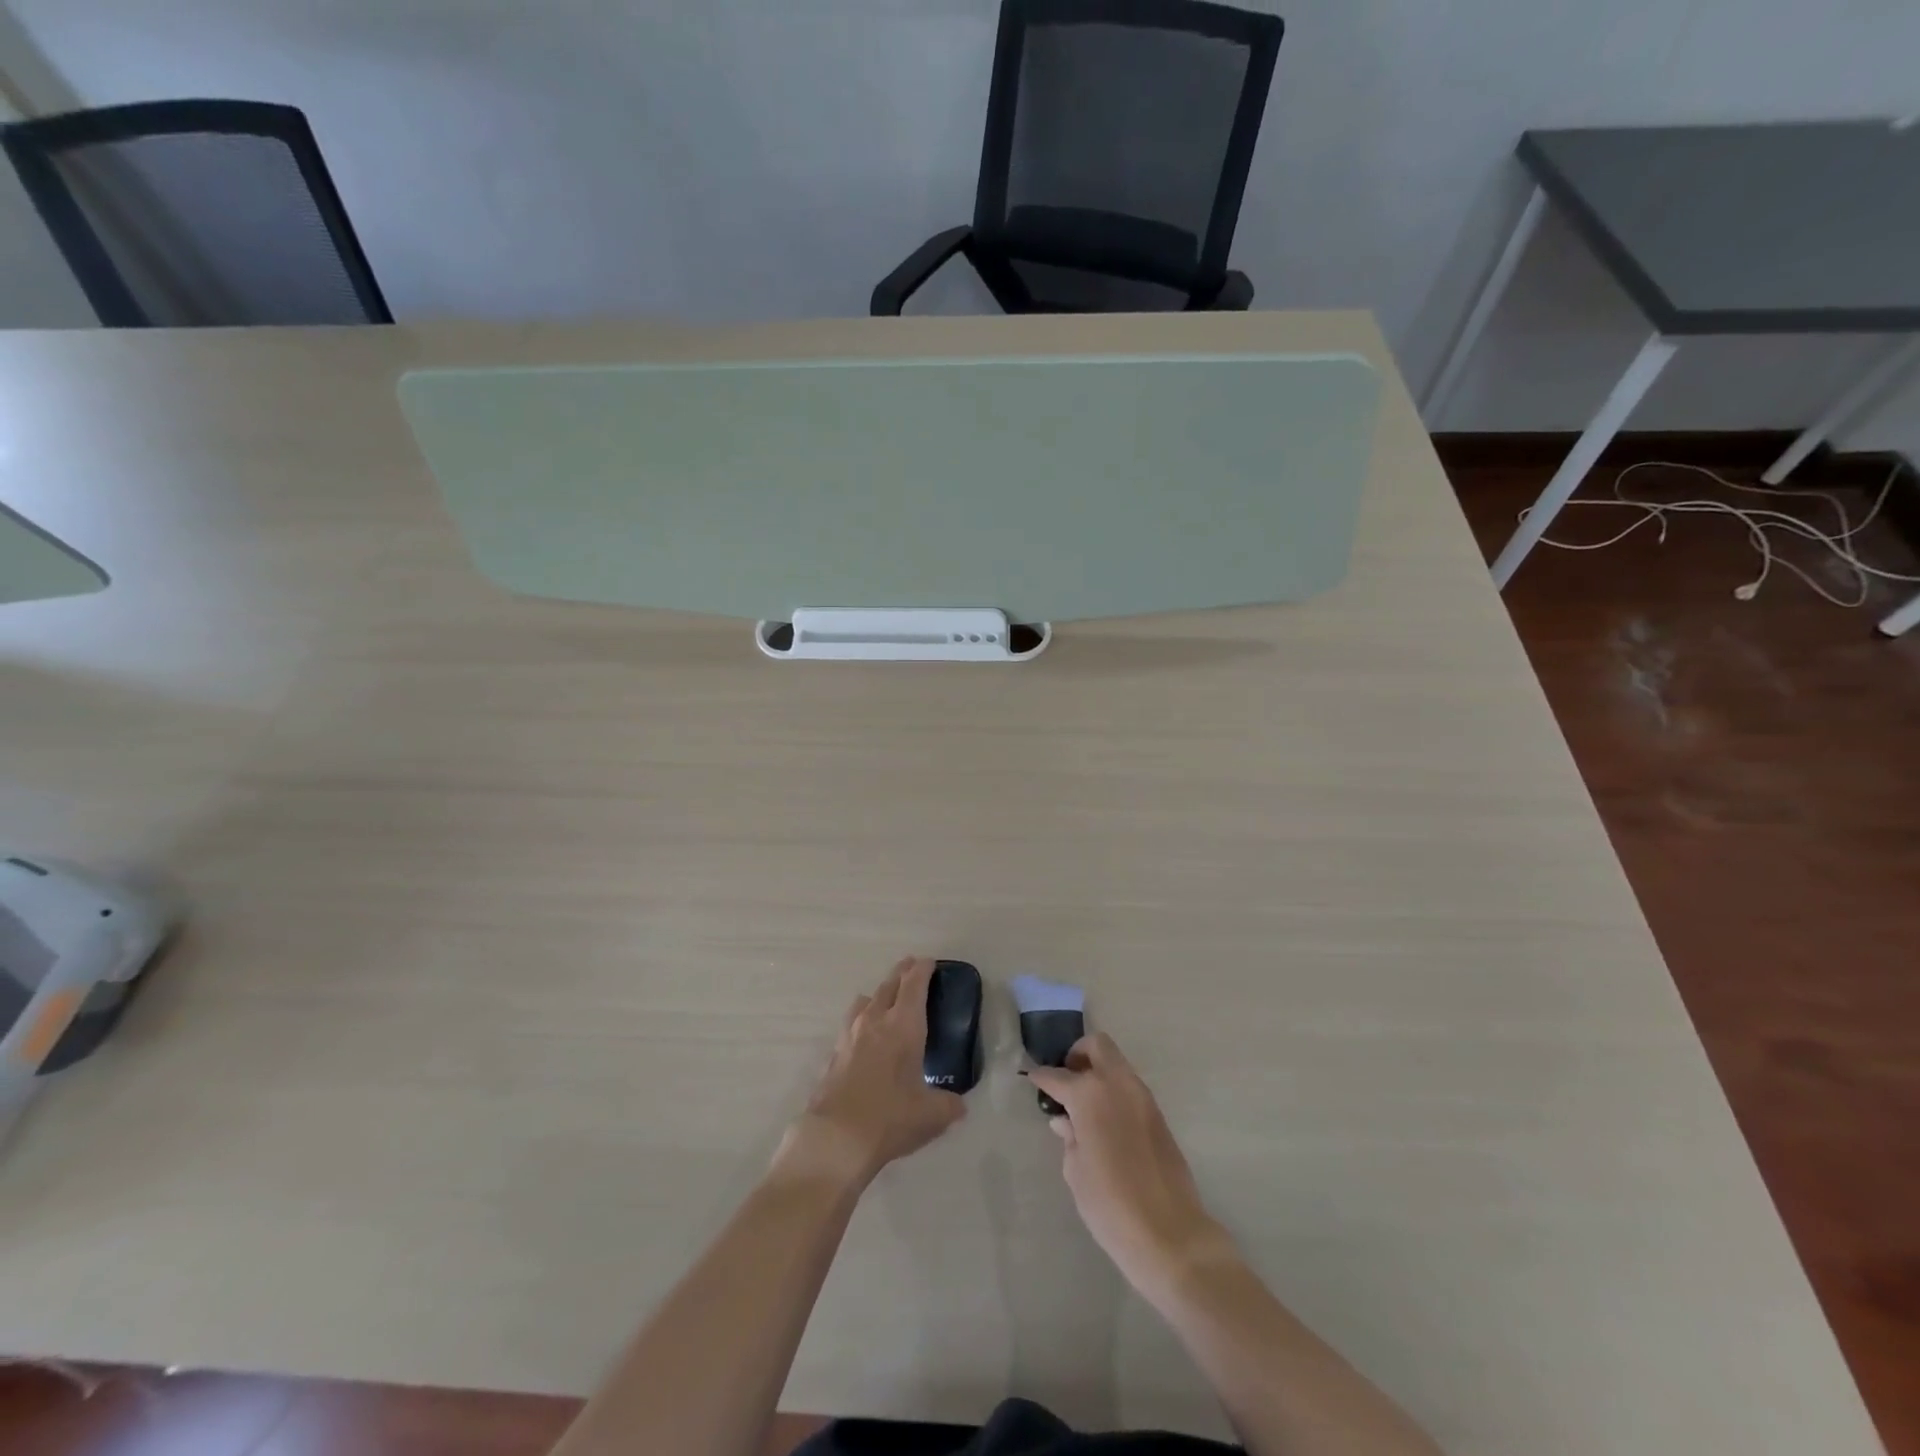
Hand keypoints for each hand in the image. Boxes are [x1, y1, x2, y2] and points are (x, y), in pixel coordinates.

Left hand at [776, 957, 965, 1190]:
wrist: (836, 1138)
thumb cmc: (890, 1118)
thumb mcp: (931, 1116)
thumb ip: (949, 1106)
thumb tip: (959, 1106)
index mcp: (903, 1025)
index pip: (914, 984)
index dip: (923, 970)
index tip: (929, 962)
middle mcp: (875, 1021)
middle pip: (889, 985)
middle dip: (902, 973)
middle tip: (911, 967)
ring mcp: (850, 1035)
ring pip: (865, 1001)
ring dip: (879, 994)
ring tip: (885, 998)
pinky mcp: (834, 1054)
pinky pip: (851, 1023)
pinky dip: (861, 1019)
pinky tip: (864, 1035)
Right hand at [1026, 1033, 1231, 1302]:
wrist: (1170, 1234)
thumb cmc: (1110, 1204)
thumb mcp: (1076, 1171)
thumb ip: (1069, 1137)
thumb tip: (1065, 1121)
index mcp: (1090, 1094)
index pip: (1058, 1076)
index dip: (1041, 1077)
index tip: (1032, 1079)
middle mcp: (1118, 1084)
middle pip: (1097, 1046)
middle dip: (1078, 1054)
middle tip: (1066, 1080)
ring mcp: (1142, 1097)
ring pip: (1117, 1064)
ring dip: (1099, 1072)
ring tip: (1083, 1104)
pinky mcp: (1158, 1115)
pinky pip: (1130, 1088)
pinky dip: (1114, 1092)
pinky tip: (1104, 1122)